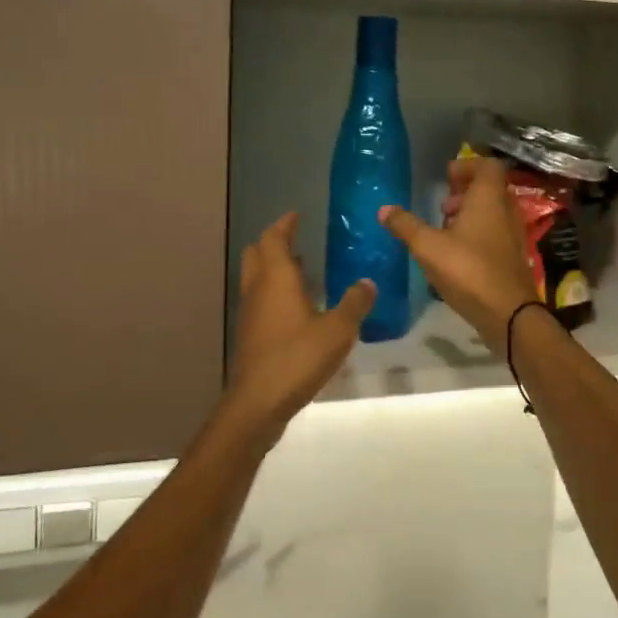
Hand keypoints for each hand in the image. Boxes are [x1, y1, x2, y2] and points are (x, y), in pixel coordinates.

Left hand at [221, 212, 375, 438]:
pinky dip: (274, 293)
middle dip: (274, 243)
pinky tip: (297, 308)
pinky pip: (260, 300)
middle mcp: (258, 289)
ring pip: (256, 278)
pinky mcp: (250, 334)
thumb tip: (367, 282)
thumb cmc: (297, 358)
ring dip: (274, 268)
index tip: (296, 215)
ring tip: (303, 270)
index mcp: (277, 278)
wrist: (258, 402)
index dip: (285, 224)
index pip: (274, 238)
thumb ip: (355, 303)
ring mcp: (250, 313)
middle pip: (257, 253)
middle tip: (297, 240)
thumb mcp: (338, 330)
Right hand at [379, 158, 539, 348]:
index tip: (446, 177)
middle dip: (465, 193)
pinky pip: (496, 234)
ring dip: (470, 215)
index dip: (467, 166)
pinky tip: (457, 256)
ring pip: (493, 213)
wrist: (509, 313)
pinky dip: (478, 235)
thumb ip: (406, 226)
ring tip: (445, 231)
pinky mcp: (513, 258)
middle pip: (490, 189)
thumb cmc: (468, 270)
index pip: (488, 166)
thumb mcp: (428, 247)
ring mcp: (513, 235)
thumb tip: (384, 209)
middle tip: (443, 206)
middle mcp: (506, 211)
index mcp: (488, 199)